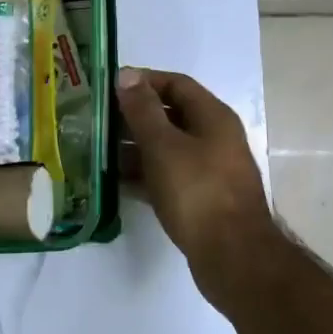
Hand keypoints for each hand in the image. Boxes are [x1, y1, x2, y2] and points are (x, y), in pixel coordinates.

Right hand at [115, 66, 285, 308]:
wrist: (233, 257)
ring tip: (100, 151)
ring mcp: (210, 171)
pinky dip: (144, 175)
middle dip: (135, 116)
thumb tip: (127, 75)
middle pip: (171, 116)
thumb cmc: (197, 192)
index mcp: (213, 117)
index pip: (176, 84)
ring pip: (168, 148)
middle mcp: (215, 139)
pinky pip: (168, 176)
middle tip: (99, 121)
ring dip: (136, 148)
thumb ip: (143, 110)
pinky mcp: (202, 199)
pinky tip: (118, 182)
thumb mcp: (164, 146)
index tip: (110, 88)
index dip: (144, 81)